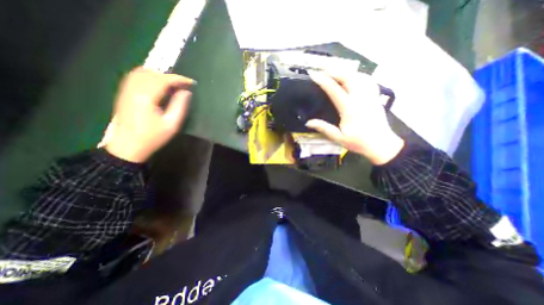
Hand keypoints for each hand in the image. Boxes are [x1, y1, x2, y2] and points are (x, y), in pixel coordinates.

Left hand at [100, 66, 194, 162]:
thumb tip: (186, 92)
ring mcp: (126, 90)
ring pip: (142, 72)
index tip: (191, 83)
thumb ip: (180, 106)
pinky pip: (134, 77)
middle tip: (183, 85)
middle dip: (170, 77)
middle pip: (153, 74)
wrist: (127, 146)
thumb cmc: (153, 137)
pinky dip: (148, 76)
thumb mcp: (172, 124)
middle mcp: (133, 89)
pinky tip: (157, 84)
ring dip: (159, 75)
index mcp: (146, 97)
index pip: (164, 80)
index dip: (179, 79)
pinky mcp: (123, 93)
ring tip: (172, 84)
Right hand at [305, 71, 402, 165]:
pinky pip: (368, 80)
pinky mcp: (375, 97)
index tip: (313, 74)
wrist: (381, 144)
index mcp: (349, 108)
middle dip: (334, 70)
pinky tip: (354, 76)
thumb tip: (308, 122)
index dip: (323, 81)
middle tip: (323, 69)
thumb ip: (323, 128)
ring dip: (346, 70)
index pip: (334, 90)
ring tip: (335, 70)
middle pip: (348, 77)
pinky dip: (359, 75)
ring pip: (359, 76)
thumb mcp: (338, 137)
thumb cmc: (358, 142)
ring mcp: (370, 96)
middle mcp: (360, 98)